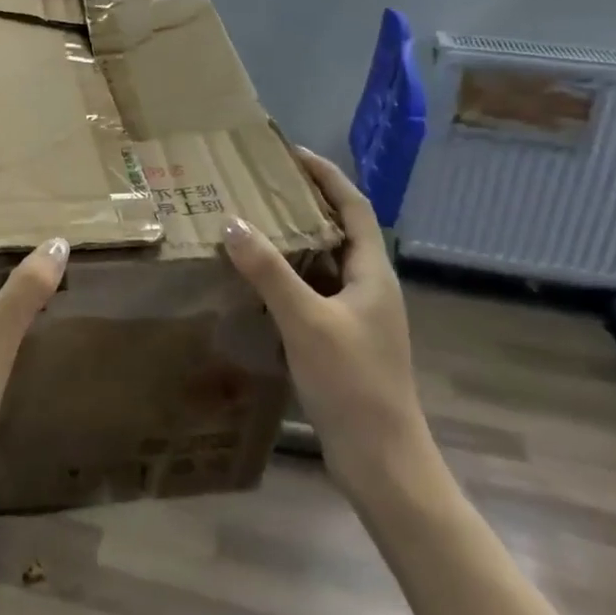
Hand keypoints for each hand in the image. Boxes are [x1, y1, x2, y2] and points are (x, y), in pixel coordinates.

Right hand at [222, 149, 432, 495]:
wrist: (382, 461)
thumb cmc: (352, 383)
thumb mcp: (306, 321)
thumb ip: (269, 272)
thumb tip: (233, 223)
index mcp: (373, 273)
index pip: (354, 207)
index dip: (327, 176)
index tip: (293, 154)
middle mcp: (371, 288)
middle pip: (341, 231)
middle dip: (307, 204)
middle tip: (264, 187)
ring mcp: (360, 317)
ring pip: (326, 265)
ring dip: (296, 242)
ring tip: (256, 225)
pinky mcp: (345, 342)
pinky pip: (316, 294)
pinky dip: (291, 279)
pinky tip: (261, 284)